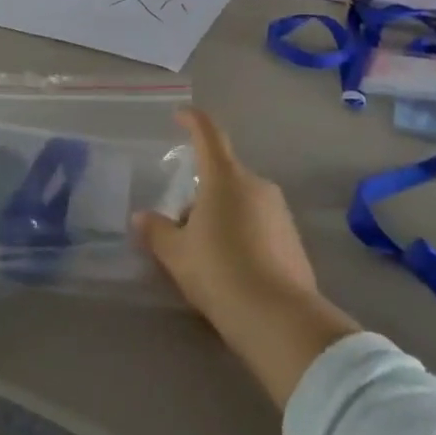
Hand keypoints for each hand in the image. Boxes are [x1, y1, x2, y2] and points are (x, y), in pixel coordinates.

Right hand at [136, 110, 315, 321]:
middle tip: (180, 226)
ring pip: (241, 201)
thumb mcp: (176, 254)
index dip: (193, 121)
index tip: (180, 115)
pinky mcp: (293, 239)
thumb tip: (142, 217)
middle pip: (223, 176)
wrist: (279, 319)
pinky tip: (231, 269)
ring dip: (221, 215)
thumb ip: (156, 231)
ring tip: (204, 254)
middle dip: (200, 193)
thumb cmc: (219, 272)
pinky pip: (259, 224)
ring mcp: (280, 211)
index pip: (209, 134)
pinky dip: (242, 235)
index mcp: (225, 178)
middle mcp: (256, 185)